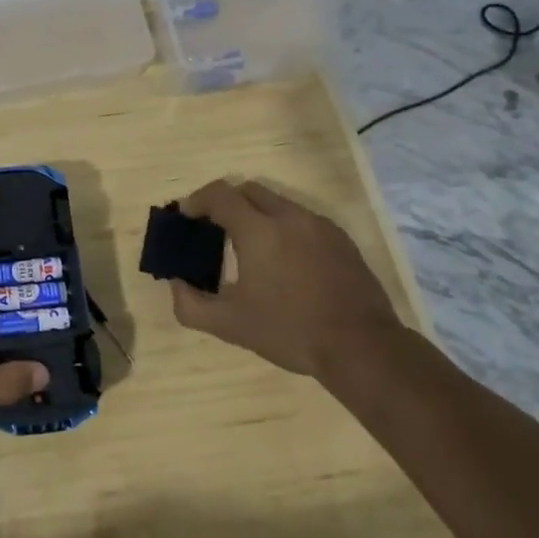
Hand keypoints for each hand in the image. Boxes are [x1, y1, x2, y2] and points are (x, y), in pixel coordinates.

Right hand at [167, 179, 404, 382]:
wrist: (362, 347)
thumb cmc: (290, 331)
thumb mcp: (230, 325)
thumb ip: (191, 305)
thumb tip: (176, 284)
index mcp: (258, 231)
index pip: (219, 195)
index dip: (197, 200)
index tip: (185, 216)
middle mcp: (289, 217)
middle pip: (248, 190)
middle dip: (226, 202)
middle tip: (213, 229)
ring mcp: (319, 225)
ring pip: (278, 203)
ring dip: (256, 214)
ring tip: (249, 248)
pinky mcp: (341, 239)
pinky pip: (302, 220)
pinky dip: (283, 228)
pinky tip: (285, 262)